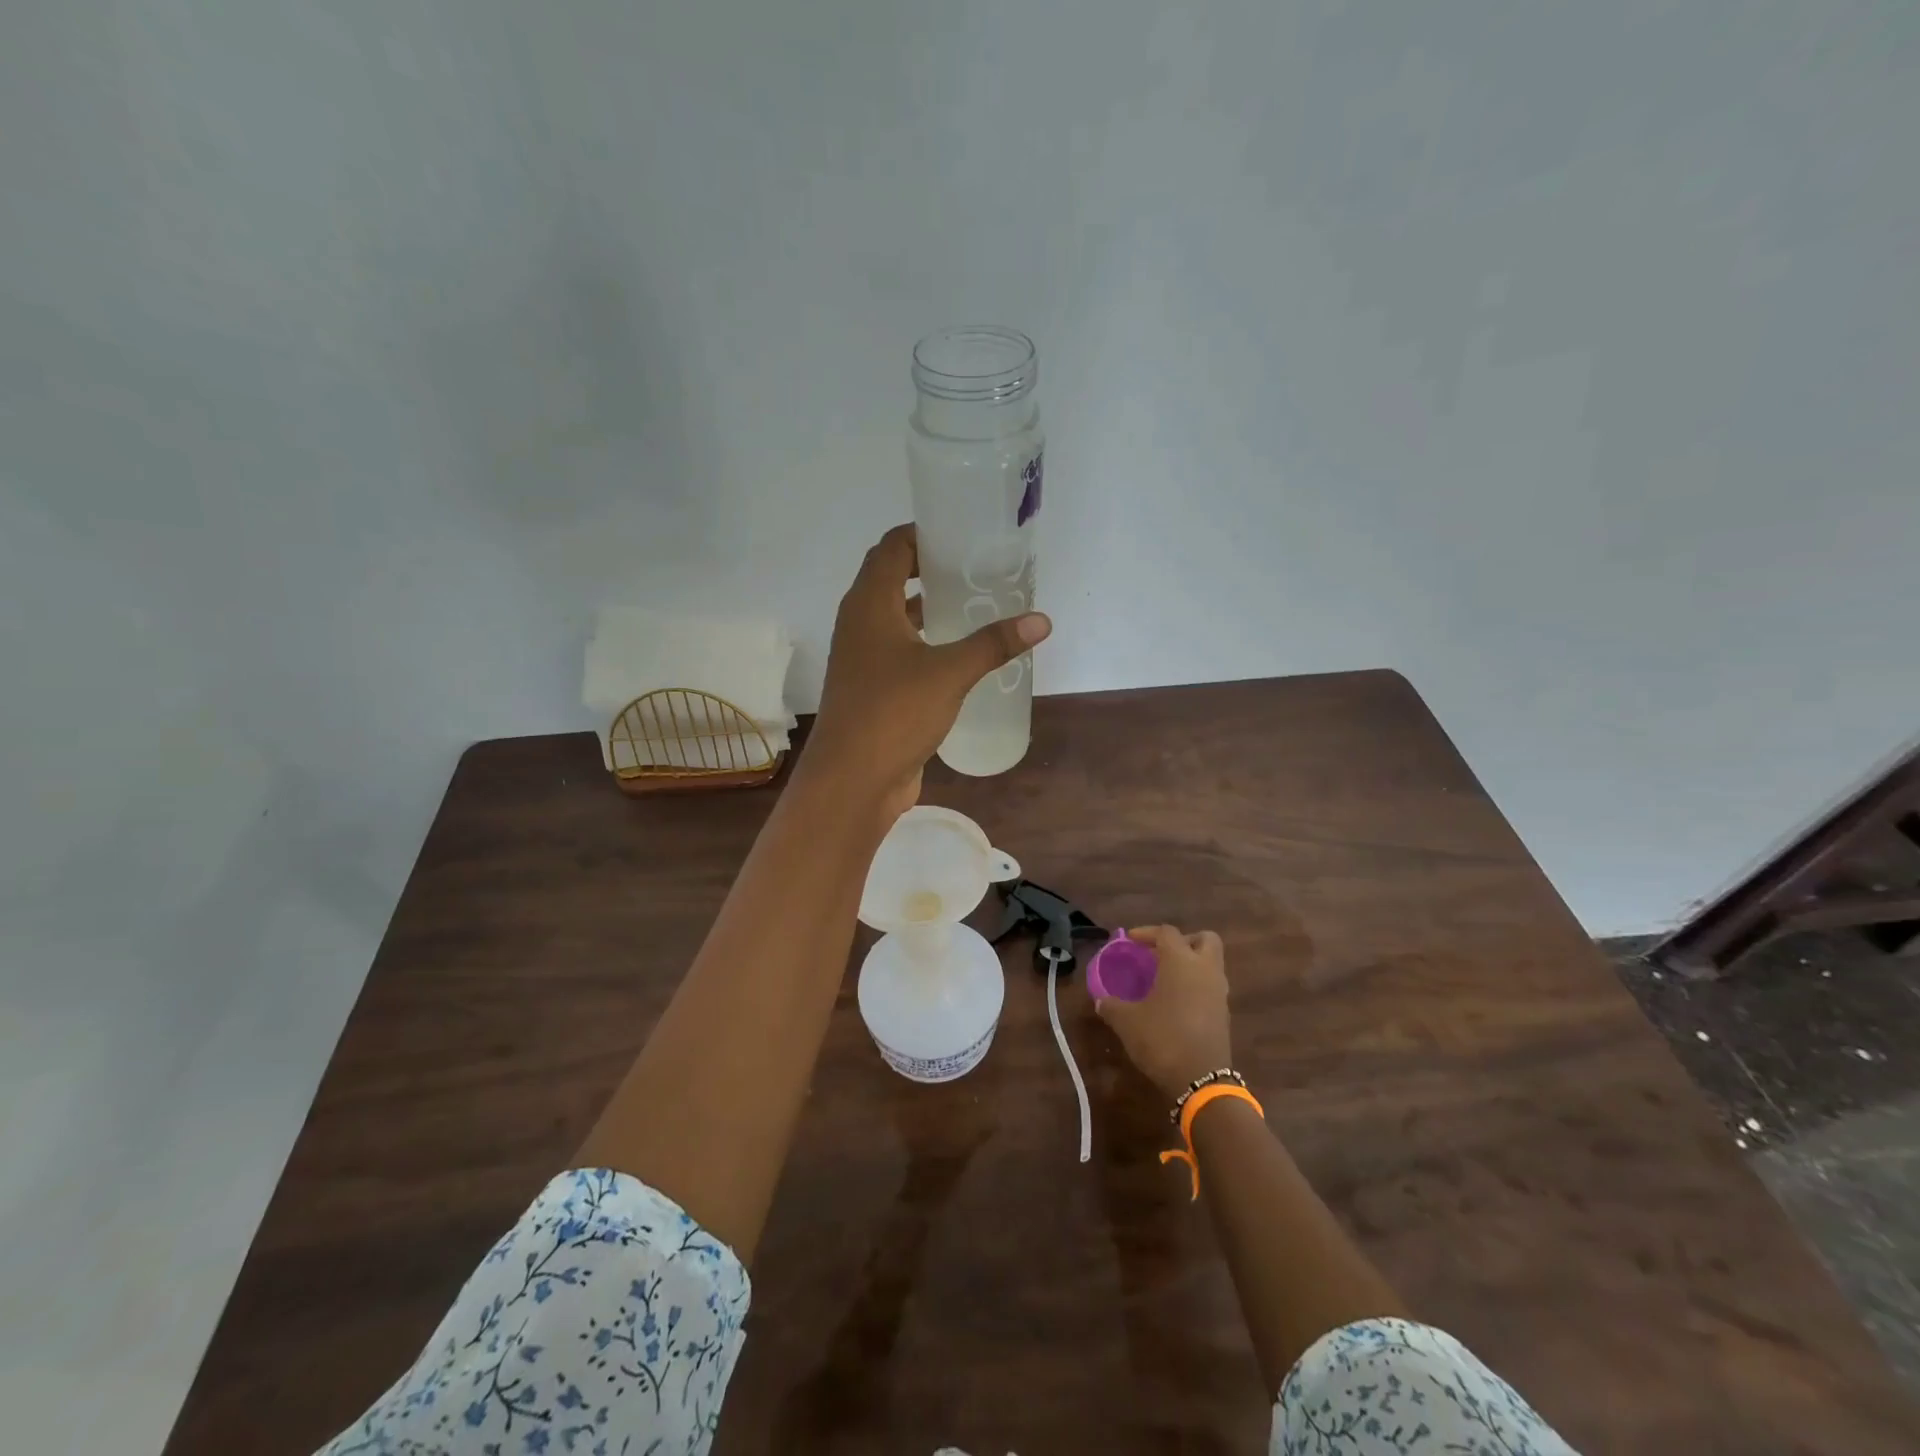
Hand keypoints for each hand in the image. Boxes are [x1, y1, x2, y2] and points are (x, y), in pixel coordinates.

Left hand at [805, 524, 1050, 815]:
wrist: (852, 780)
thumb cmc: (893, 713)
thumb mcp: (950, 673)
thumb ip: (994, 644)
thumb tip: (1041, 620)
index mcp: (868, 604)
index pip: (892, 547)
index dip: (923, 533)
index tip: (962, 531)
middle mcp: (859, 623)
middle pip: (892, 578)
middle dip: (931, 567)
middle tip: (977, 566)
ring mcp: (863, 658)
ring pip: (896, 617)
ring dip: (929, 606)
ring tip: (975, 603)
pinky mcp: (872, 688)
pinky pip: (900, 650)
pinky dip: (926, 642)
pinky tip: (960, 654)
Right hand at [1095, 926, 1232, 1099]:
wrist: (1201, 1081)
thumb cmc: (1162, 1039)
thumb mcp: (1127, 1022)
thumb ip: (1112, 1006)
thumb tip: (1101, 1000)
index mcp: (1181, 962)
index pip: (1167, 932)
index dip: (1146, 932)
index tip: (1129, 941)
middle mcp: (1205, 970)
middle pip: (1204, 939)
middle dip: (1184, 941)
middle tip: (1161, 954)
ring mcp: (1219, 992)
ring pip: (1211, 964)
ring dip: (1191, 964)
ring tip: (1165, 979)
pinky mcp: (1224, 1014)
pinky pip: (1211, 987)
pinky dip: (1196, 986)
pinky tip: (1176, 1003)